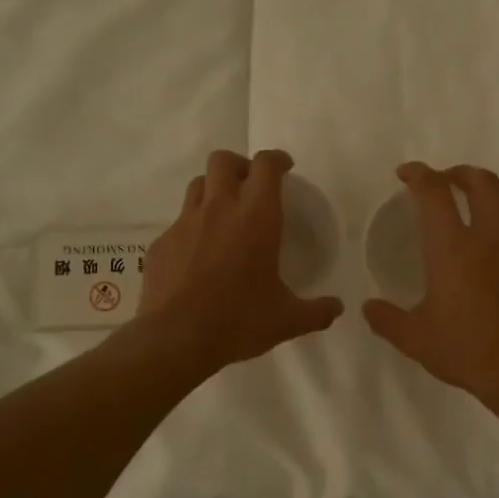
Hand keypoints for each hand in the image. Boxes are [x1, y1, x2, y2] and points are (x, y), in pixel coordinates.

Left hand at [136, 149, 344, 375]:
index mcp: (256, 217)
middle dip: (239, 165)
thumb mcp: (287, 320)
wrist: (176, 338)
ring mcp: (185, 223)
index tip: (285, 168)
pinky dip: (192, 228)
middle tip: (251, 186)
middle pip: (223, 161)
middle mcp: (219, 209)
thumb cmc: (239, 320)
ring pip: (197, 185)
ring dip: (213, 190)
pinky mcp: (161, 243)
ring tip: (224, 214)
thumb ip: (317, 311)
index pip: (266, 165)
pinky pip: (178, 223)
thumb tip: (337, 308)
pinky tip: (198, 255)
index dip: (277, 160)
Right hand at [363, 162, 498, 406]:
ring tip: (481, 210)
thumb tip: (368, 308)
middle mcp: (490, 240)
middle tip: (447, 182)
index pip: (434, 193)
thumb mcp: (415, 340)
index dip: (419, 174)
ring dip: (494, 197)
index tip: (407, 174)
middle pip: (483, 183)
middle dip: (461, 173)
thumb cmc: (466, 352)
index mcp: (453, 249)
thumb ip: (387, 320)